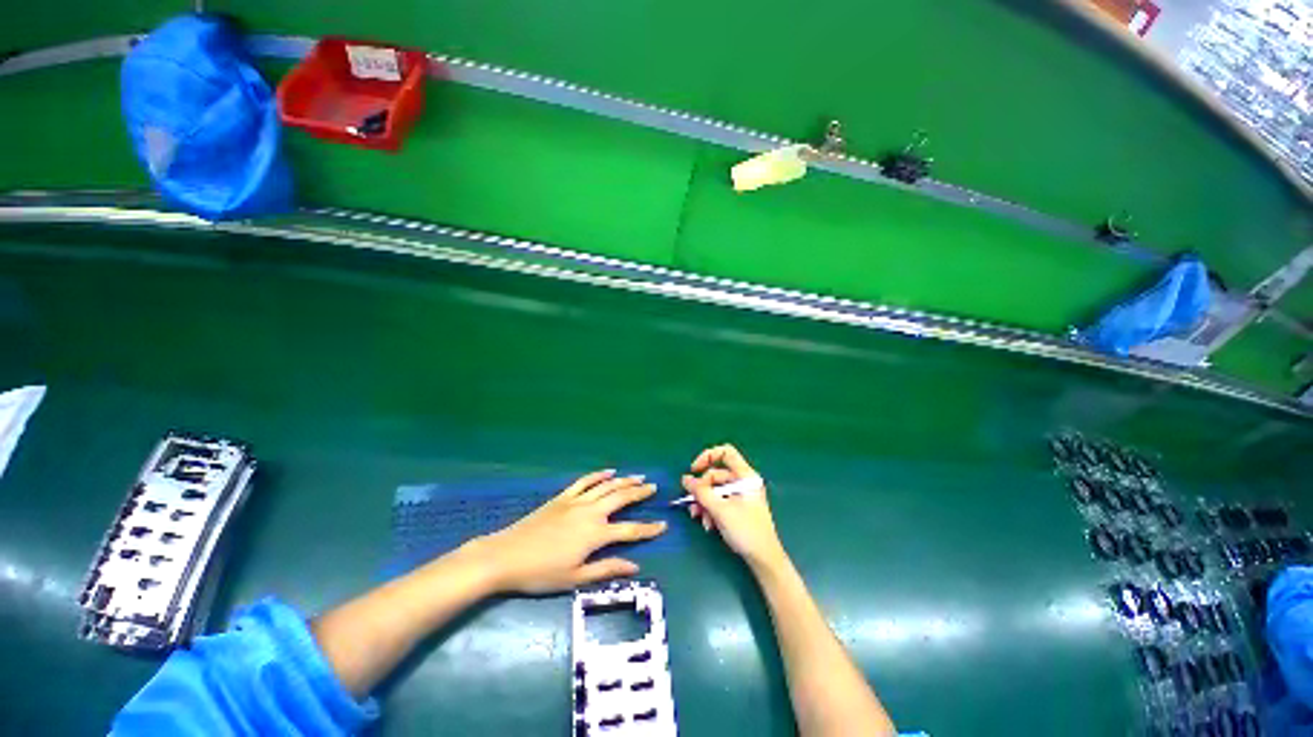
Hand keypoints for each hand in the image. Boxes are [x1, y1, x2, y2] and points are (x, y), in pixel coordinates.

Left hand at [466, 470, 666, 594]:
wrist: (506, 556)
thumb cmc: (541, 573)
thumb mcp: (575, 578)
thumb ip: (607, 569)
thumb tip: (635, 567)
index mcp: (596, 534)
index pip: (630, 530)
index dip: (649, 528)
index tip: (663, 525)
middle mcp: (591, 512)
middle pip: (621, 498)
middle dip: (640, 492)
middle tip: (654, 488)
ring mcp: (576, 501)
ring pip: (606, 486)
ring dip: (625, 480)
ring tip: (639, 477)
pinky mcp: (563, 497)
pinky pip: (585, 481)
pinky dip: (599, 475)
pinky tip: (609, 471)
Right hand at [683, 444, 786, 569]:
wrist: (764, 559)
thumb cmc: (746, 530)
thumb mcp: (720, 509)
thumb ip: (701, 492)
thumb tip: (685, 479)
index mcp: (745, 475)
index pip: (726, 452)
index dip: (707, 456)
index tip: (694, 470)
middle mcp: (743, 481)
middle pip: (716, 475)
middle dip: (702, 490)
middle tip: (692, 505)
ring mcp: (741, 495)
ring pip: (715, 490)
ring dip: (704, 503)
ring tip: (699, 518)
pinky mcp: (738, 508)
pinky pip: (720, 501)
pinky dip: (711, 510)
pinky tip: (708, 525)